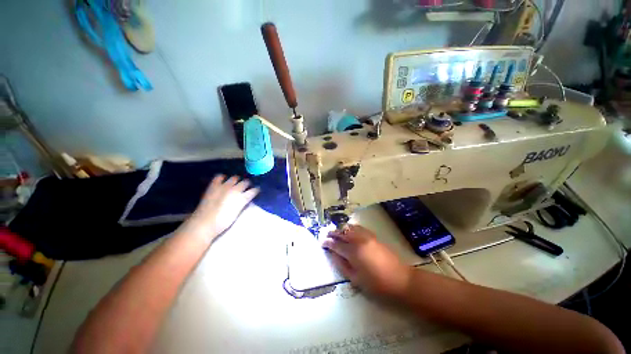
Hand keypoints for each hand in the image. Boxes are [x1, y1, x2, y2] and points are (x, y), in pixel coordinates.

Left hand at [182, 175, 258, 240]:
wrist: (204, 223)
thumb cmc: (223, 222)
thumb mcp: (237, 213)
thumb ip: (243, 203)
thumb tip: (246, 198)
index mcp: (242, 198)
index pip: (254, 190)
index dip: (256, 190)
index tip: (257, 191)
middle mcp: (235, 189)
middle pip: (245, 182)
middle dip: (247, 184)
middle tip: (247, 187)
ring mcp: (224, 186)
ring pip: (235, 178)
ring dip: (237, 180)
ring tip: (236, 183)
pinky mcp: (214, 186)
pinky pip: (220, 176)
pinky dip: (223, 177)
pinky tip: (223, 181)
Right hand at [322, 225, 411, 298]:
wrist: (400, 279)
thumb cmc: (376, 284)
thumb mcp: (355, 278)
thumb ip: (342, 264)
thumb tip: (333, 254)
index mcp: (353, 252)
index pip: (336, 244)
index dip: (328, 243)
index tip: (322, 242)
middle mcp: (358, 240)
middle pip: (342, 233)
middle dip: (333, 233)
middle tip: (326, 235)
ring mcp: (366, 236)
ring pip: (350, 228)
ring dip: (341, 229)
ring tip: (336, 232)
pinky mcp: (373, 236)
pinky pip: (359, 227)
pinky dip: (351, 227)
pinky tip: (349, 230)